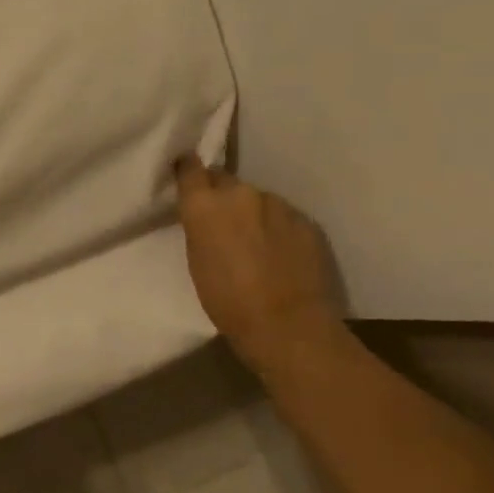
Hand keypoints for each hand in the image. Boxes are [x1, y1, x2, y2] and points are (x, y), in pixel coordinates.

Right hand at [174, 158, 341, 361]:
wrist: (286, 324)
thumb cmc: (226, 299)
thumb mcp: (196, 259)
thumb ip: (200, 226)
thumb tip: (209, 215)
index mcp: (205, 204)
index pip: (190, 168)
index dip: (188, 170)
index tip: (186, 175)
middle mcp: (241, 193)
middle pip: (226, 182)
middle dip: (222, 196)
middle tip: (222, 222)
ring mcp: (278, 205)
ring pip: (258, 200)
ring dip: (253, 213)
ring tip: (256, 243)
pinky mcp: (306, 221)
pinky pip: (284, 217)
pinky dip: (278, 228)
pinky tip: (281, 253)